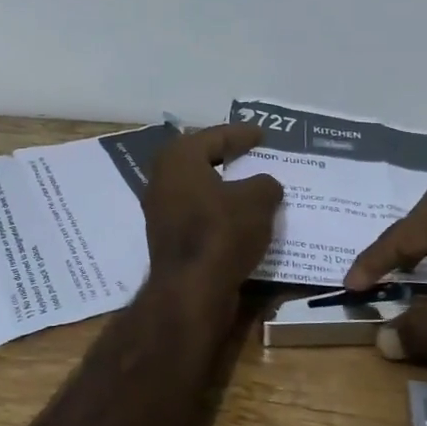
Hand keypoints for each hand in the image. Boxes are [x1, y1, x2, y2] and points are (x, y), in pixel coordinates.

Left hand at [143, 124, 284, 285]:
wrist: (191, 290)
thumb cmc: (221, 231)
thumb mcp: (257, 200)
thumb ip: (265, 184)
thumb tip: (265, 185)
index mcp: (178, 158)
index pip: (214, 136)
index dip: (240, 134)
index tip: (261, 134)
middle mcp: (163, 180)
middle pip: (200, 160)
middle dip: (227, 158)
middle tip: (252, 154)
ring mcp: (161, 212)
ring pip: (199, 190)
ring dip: (224, 188)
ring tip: (252, 187)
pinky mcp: (169, 239)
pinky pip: (199, 215)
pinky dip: (219, 212)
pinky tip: (241, 218)